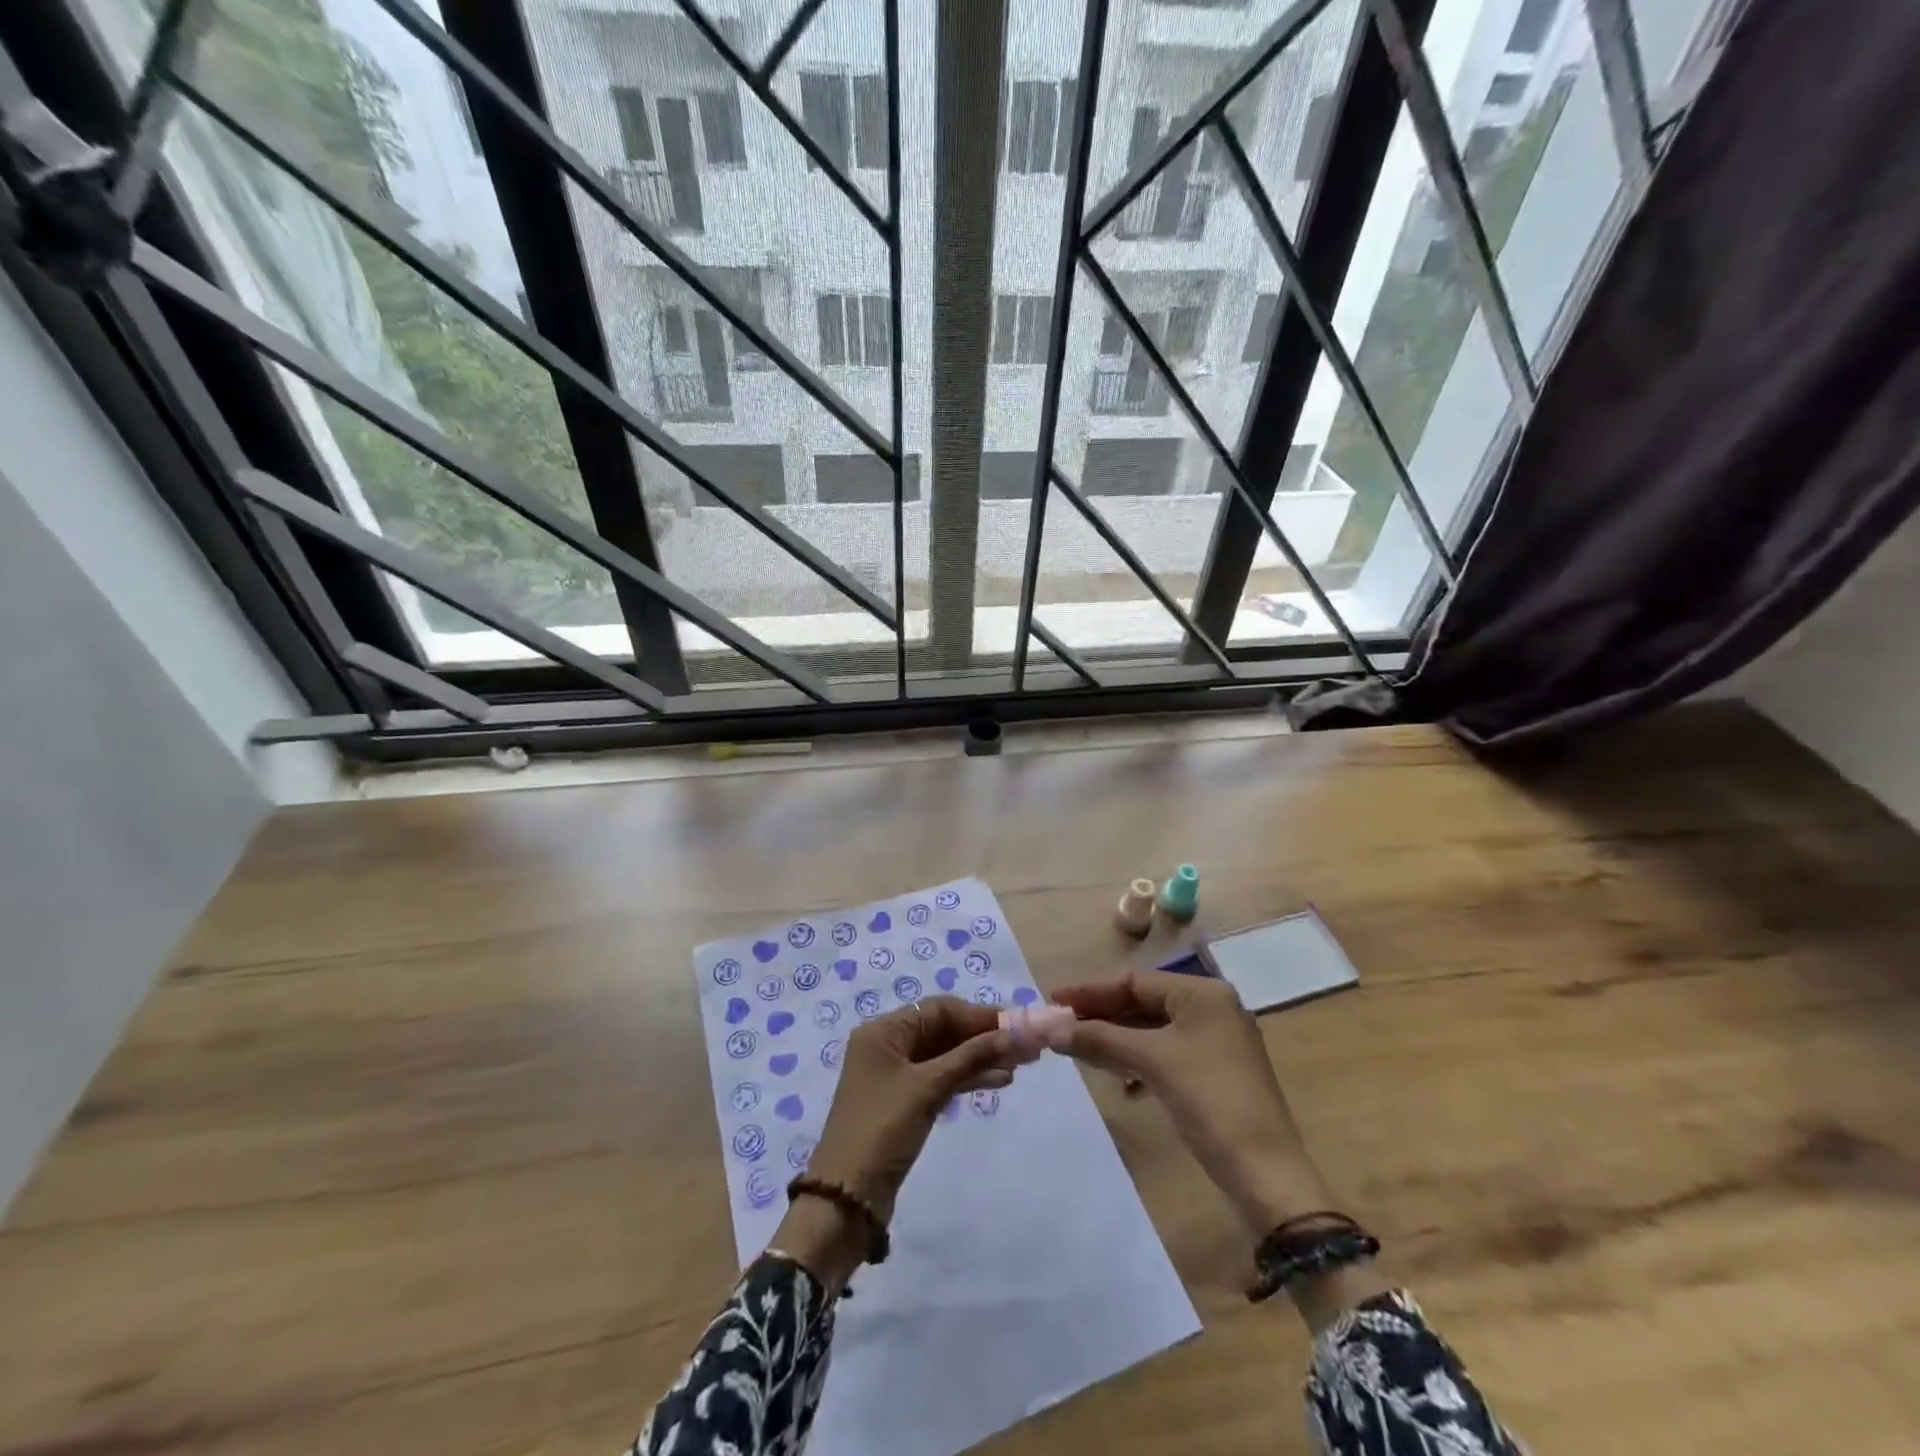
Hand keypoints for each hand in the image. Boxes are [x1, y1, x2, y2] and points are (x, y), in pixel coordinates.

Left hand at [772, 998, 1015, 1290]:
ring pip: (945, 1056)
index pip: (939, 1010)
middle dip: (983, 1037)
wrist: (846, 1199)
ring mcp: (896, 1076)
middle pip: (943, 1031)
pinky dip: (967, 1079)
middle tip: (1026, 1047)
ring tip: (1021, 1066)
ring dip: (980, 1059)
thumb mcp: (928, 1088)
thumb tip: (1014, 1034)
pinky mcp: (905, 1103)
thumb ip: (971, 1057)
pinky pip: (941, 1079)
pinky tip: (998, 1081)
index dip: (979, 1016)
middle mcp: (888, 1046)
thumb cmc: (882, 1130)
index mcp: (883, 1031)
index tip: (1018, 1024)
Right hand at [1052, 971, 1336, 1240]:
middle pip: (1144, 1003)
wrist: (1267, 1176)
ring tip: (1078, 1049)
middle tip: (1060, 1026)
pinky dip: (1137, 1060)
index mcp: (1203, 994)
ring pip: (1153, 1030)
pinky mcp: (1214, 1074)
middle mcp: (1212, 1009)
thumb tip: (1050, 1028)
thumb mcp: (1152, 1062)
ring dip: (1116, 1039)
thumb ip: (1100, 1039)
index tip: (1053, 1001)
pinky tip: (1118, 1079)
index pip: (1136, 981)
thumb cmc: (1210, 1102)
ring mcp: (1216, 1043)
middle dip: (1102, 1016)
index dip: (1091, 992)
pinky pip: (1165, 1053)